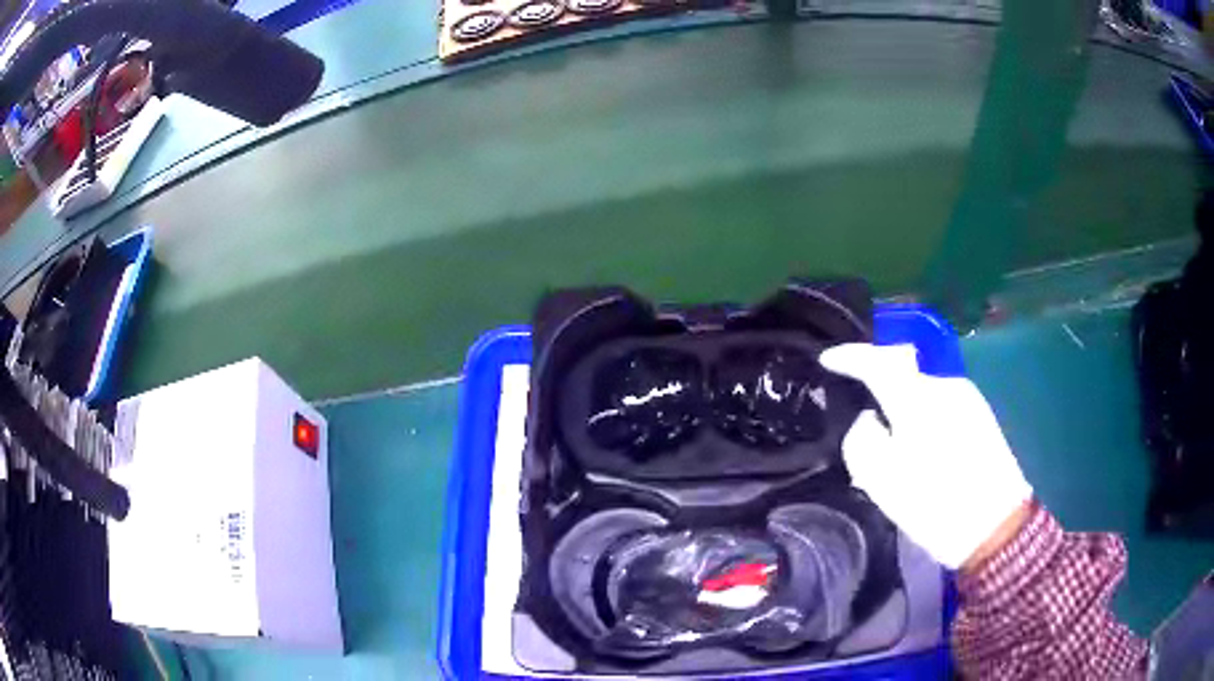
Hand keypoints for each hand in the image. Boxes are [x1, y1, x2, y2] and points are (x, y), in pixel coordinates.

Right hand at [820, 343, 1032, 569]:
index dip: (849, 356)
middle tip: (861, 409)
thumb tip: (869, 417)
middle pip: (902, 369)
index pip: (876, 361)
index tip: (827, 358)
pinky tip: (922, 448)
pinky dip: (922, 415)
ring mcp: (967, 398)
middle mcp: (945, 385)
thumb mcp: (882, 481)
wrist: (995, 527)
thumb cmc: (935, 504)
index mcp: (918, 398)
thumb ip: (861, 439)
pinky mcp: (980, 414)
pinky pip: (939, 402)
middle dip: (877, 381)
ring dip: (902, 403)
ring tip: (894, 442)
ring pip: (921, 389)